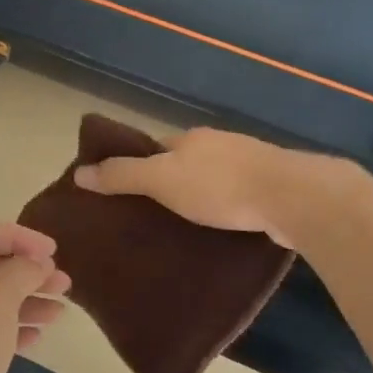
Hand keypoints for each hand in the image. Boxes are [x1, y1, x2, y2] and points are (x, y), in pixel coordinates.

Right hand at [73, 127, 311, 245]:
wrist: (292, 197)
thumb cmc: (219, 185)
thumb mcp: (161, 179)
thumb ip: (122, 175)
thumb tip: (80, 172)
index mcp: (192, 138)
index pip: (156, 148)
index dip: (138, 166)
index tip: (124, 193)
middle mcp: (220, 146)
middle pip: (185, 163)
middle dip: (170, 185)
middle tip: (149, 218)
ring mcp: (250, 167)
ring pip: (213, 182)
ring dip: (199, 200)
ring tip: (181, 231)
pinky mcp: (272, 192)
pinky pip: (238, 200)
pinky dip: (225, 213)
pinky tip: (220, 234)